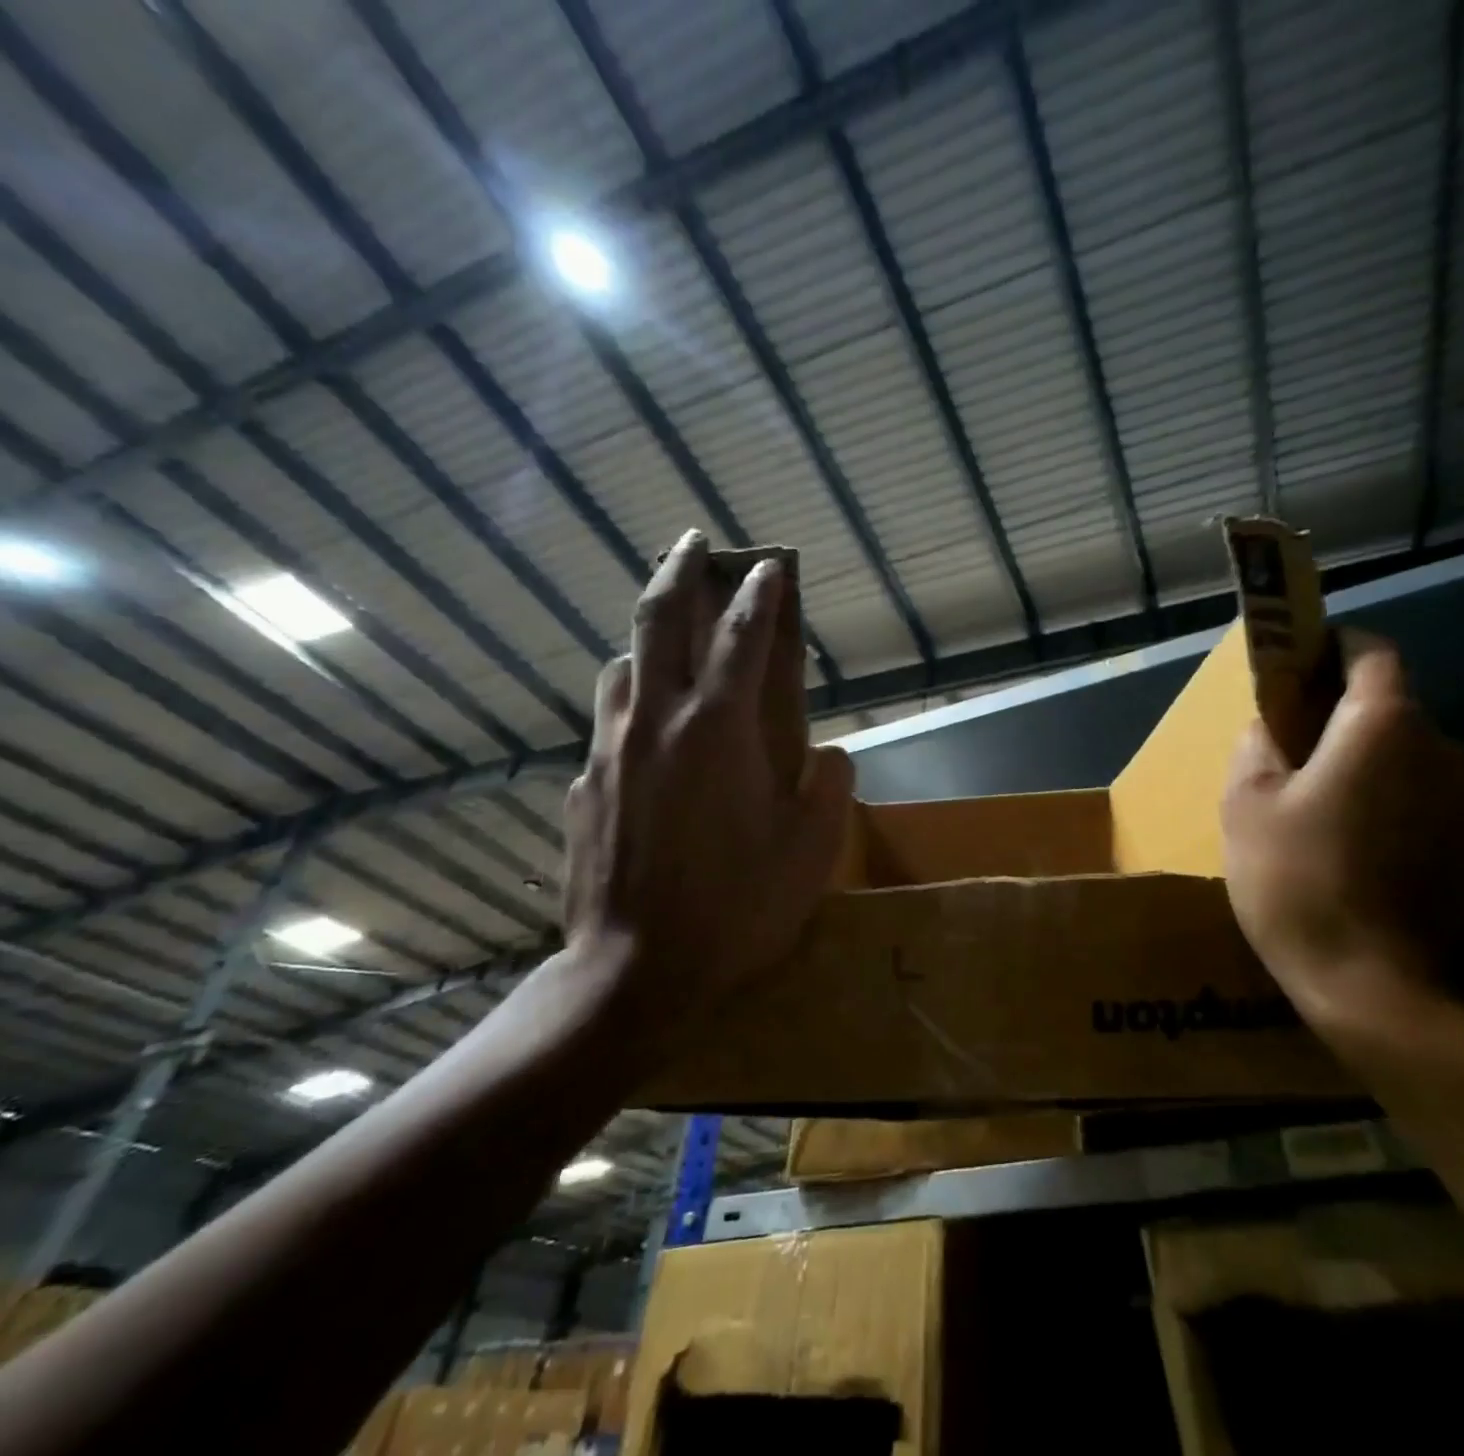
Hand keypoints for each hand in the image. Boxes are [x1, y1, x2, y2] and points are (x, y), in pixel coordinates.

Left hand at [561, 530, 853, 1031]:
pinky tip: (645, 732)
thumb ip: (828, 787)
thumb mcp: (811, 851)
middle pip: (662, 620)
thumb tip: (828, 755)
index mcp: (719, 730)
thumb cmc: (737, 908)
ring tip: (670, 640)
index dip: (761, 594)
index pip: (743, 637)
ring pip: (622, 665)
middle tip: (694, 542)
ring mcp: (610, 750)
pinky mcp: (582, 785)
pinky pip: (607, 721)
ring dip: (648, 638)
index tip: (770, 563)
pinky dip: (630, 701)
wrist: (635, 971)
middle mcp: (657, 722)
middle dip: (682, 571)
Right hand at [1220, 630, 1463, 1005]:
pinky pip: (1431, 805)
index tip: (1301, 665)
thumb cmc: (1295, 879)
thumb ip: (1258, 744)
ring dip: (1374, 766)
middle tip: (1297, 751)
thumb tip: (1272, 724)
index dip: (1334, 648)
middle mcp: (1442, 749)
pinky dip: (1399, 809)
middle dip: (1345, 717)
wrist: (1370, 986)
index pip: (1372, 652)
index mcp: (1382, 726)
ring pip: (1412, 759)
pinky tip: (1363, 853)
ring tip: (1329, 810)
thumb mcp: (1246, 803)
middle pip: (1392, 709)